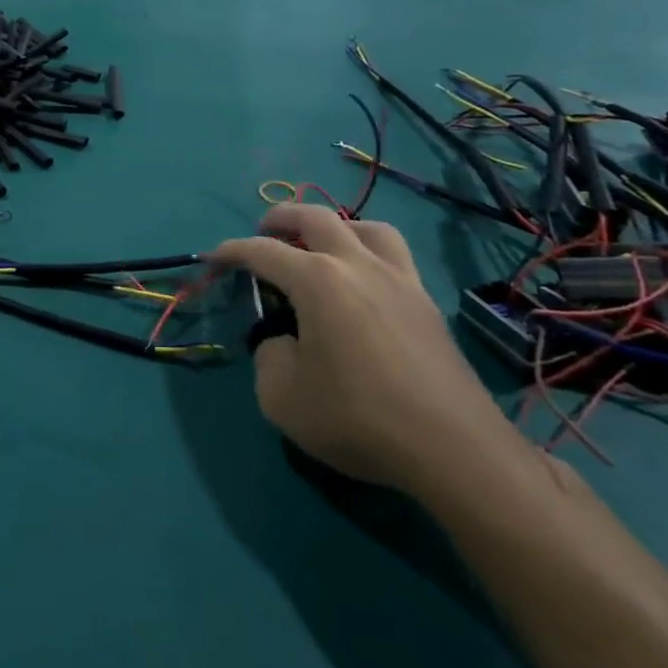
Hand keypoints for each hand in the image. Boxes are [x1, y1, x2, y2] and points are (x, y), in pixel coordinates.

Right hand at [208, 204, 523, 498]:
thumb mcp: (281, 396)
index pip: (262, 251)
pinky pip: (394, 257)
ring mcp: (400, 281)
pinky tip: (362, 285)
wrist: (454, 450)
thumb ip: (268, 357)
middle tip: (263, 231)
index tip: (213, 258)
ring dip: (336, 227)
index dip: (231, 251)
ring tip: (321, 247)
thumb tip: (285, 342)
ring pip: (366, 227)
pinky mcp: (427, 305)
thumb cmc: (358, 418)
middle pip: (315, 217)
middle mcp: (358, 266)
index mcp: (317, 280)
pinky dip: (369, 254)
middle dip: (281, 217)